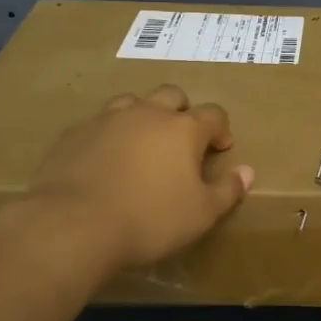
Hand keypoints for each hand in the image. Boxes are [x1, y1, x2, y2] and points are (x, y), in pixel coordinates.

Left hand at [24, 85, 254, 269]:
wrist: (73, 224)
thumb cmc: (149, 219)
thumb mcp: (201, 214)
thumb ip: (227, 191)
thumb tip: (247, 172)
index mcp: (183, 128)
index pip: (213, 114)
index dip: (221, 129)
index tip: (220, 149)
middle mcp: (147, 113)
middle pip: (172, 95)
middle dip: (182, 112)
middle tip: (181, 141)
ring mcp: (107, 119)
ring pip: (132, 102)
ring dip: (143, 116)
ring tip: (142, 144)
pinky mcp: (74, 134)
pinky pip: (98, 124)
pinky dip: (109, 135)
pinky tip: (105, 160)